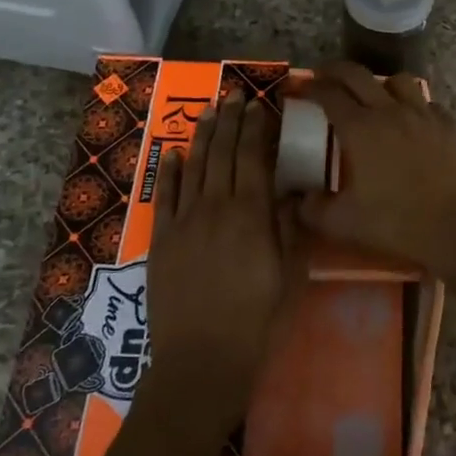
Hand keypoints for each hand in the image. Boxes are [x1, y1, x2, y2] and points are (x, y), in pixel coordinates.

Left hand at [141, 91, 302, 422]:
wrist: (202, 362)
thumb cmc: (257, 320)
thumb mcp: (288, 273)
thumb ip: (290, 227)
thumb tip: (294, 191)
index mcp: (250, 214)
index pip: (252, 157)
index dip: (255, 128)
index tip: (259, 105)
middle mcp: (215, 207)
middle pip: (222, 153)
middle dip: (230, 120)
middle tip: (234, 94)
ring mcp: (184, 222)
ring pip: (193, 167)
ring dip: (201, 136)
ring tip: (209, 110)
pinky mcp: (161, 241)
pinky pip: (164, 196)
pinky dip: (169, 172)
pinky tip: (173, 153)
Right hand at [296, 63, 455, 282]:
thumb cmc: (397, 223)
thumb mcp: (343, 224)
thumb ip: (312, 210)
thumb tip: (295, 200)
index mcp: (360, 129)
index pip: (329, 94)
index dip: (311, 87)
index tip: (300, 88)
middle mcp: (390, 111)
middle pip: (358, 75)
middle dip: (336, 71)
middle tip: (324, 77)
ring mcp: (423, 114)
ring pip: (397, 80)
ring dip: (378, 83)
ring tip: (373, 97)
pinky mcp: (448, 124)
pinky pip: (426, 102)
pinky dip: (412, 104)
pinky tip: (411, 120)